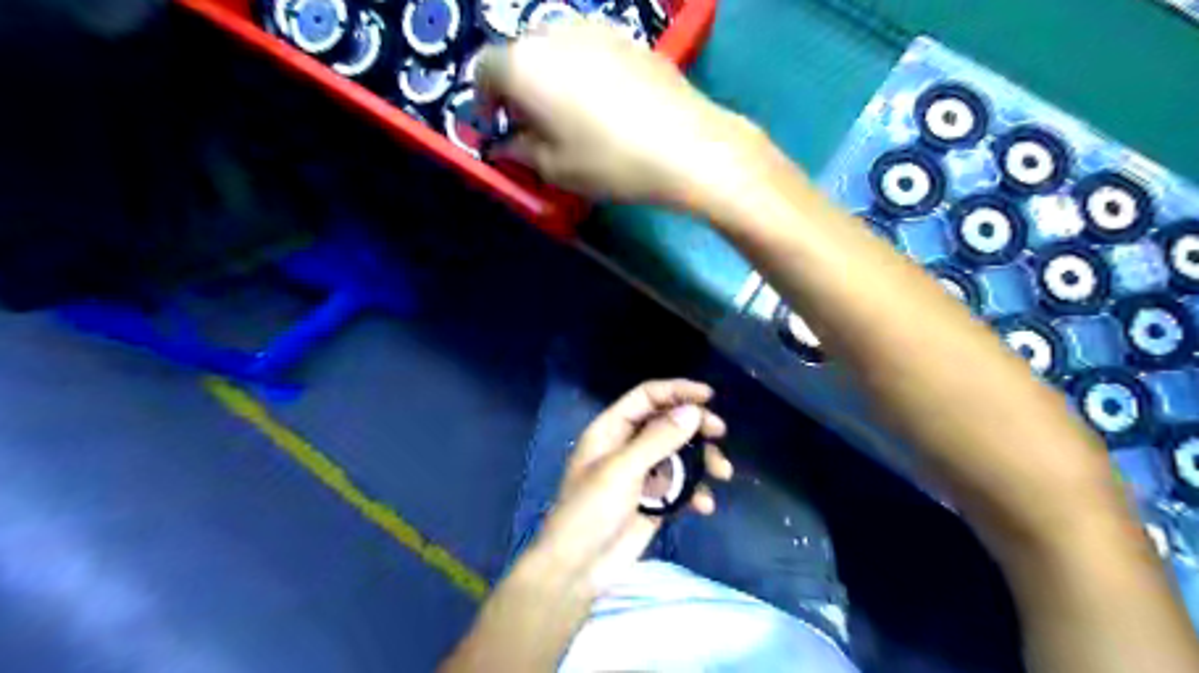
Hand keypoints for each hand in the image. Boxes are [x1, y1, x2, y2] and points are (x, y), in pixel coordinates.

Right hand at [480, 20, 766, 207]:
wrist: (683, 145)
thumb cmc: (608, 161)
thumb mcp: (555, 170)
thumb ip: (522, 152)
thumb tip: (508, 145)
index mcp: (523, 65)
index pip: (484, 69)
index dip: (486, 100)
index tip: (501, 127)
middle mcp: (553, 34)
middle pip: (521, 53)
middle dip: (520, 86)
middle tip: (536, 123)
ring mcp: (595, 29)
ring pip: (557, 48)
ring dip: (553, 76)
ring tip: (572, 113)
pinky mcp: (629, 37)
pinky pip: (591, 49)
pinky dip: (585, 71)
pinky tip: (606, 103)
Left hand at [527, 380, 729, 590]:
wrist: (577, 568)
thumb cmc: (590, 510)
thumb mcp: (622, 470)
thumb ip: (658, 439)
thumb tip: (693, 411)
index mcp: (611, 430)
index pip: (646, 397)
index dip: (676, 391)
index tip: (708, 396)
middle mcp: (627, 447)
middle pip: (667, 424)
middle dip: (694, 426)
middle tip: (719, 432)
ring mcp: (642, 475)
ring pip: (679, 456)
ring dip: (702, 462)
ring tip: (723, 473)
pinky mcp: (654, 502)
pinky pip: (681, 488)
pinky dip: (695, 493)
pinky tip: (704, 506)